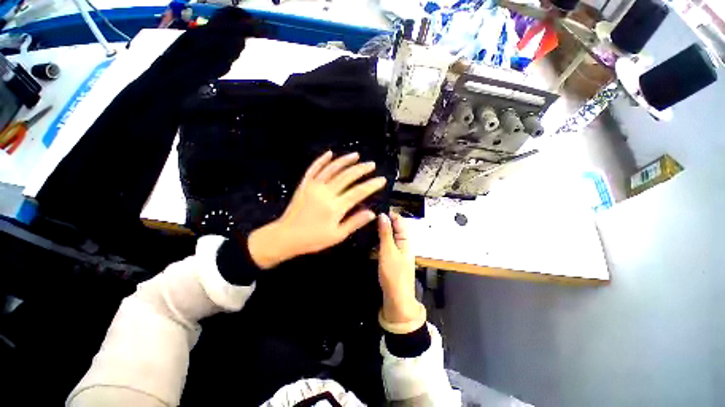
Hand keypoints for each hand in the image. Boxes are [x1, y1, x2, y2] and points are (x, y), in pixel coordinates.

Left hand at [248, 151, 386, 268]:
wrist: (285, 236)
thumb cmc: (313, 239)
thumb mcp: (337, 235)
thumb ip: (355, 222)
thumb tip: (372, 213)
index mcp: (335, 207)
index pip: (358, 192)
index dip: (371, 185)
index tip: (382, 180)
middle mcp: (326, 192)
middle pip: (347, 176)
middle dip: (361, 169)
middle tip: (371, 164)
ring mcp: (313, 186)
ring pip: (332, 168)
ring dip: (345, 160)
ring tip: (356, 155)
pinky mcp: (304, 184)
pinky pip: (314, 168)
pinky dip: (322, 159)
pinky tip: (330, 153)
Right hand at [377, 212, 421, 324]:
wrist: (396, 298)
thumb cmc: (394, 274)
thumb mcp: (388, 251)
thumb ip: (385, 233)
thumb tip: (382, 215)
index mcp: (405, 240)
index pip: (399, 220)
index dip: (389, 213)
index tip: (375, 207)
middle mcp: (402, 243)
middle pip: (393, 227)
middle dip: (383, 220)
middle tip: (367, 214)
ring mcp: (396, 250)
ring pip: (388, 235)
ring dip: (379, 229)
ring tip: (365, 223)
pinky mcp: (390, 257)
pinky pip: (384, 243)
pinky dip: (378, 238)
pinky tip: (369, 237)